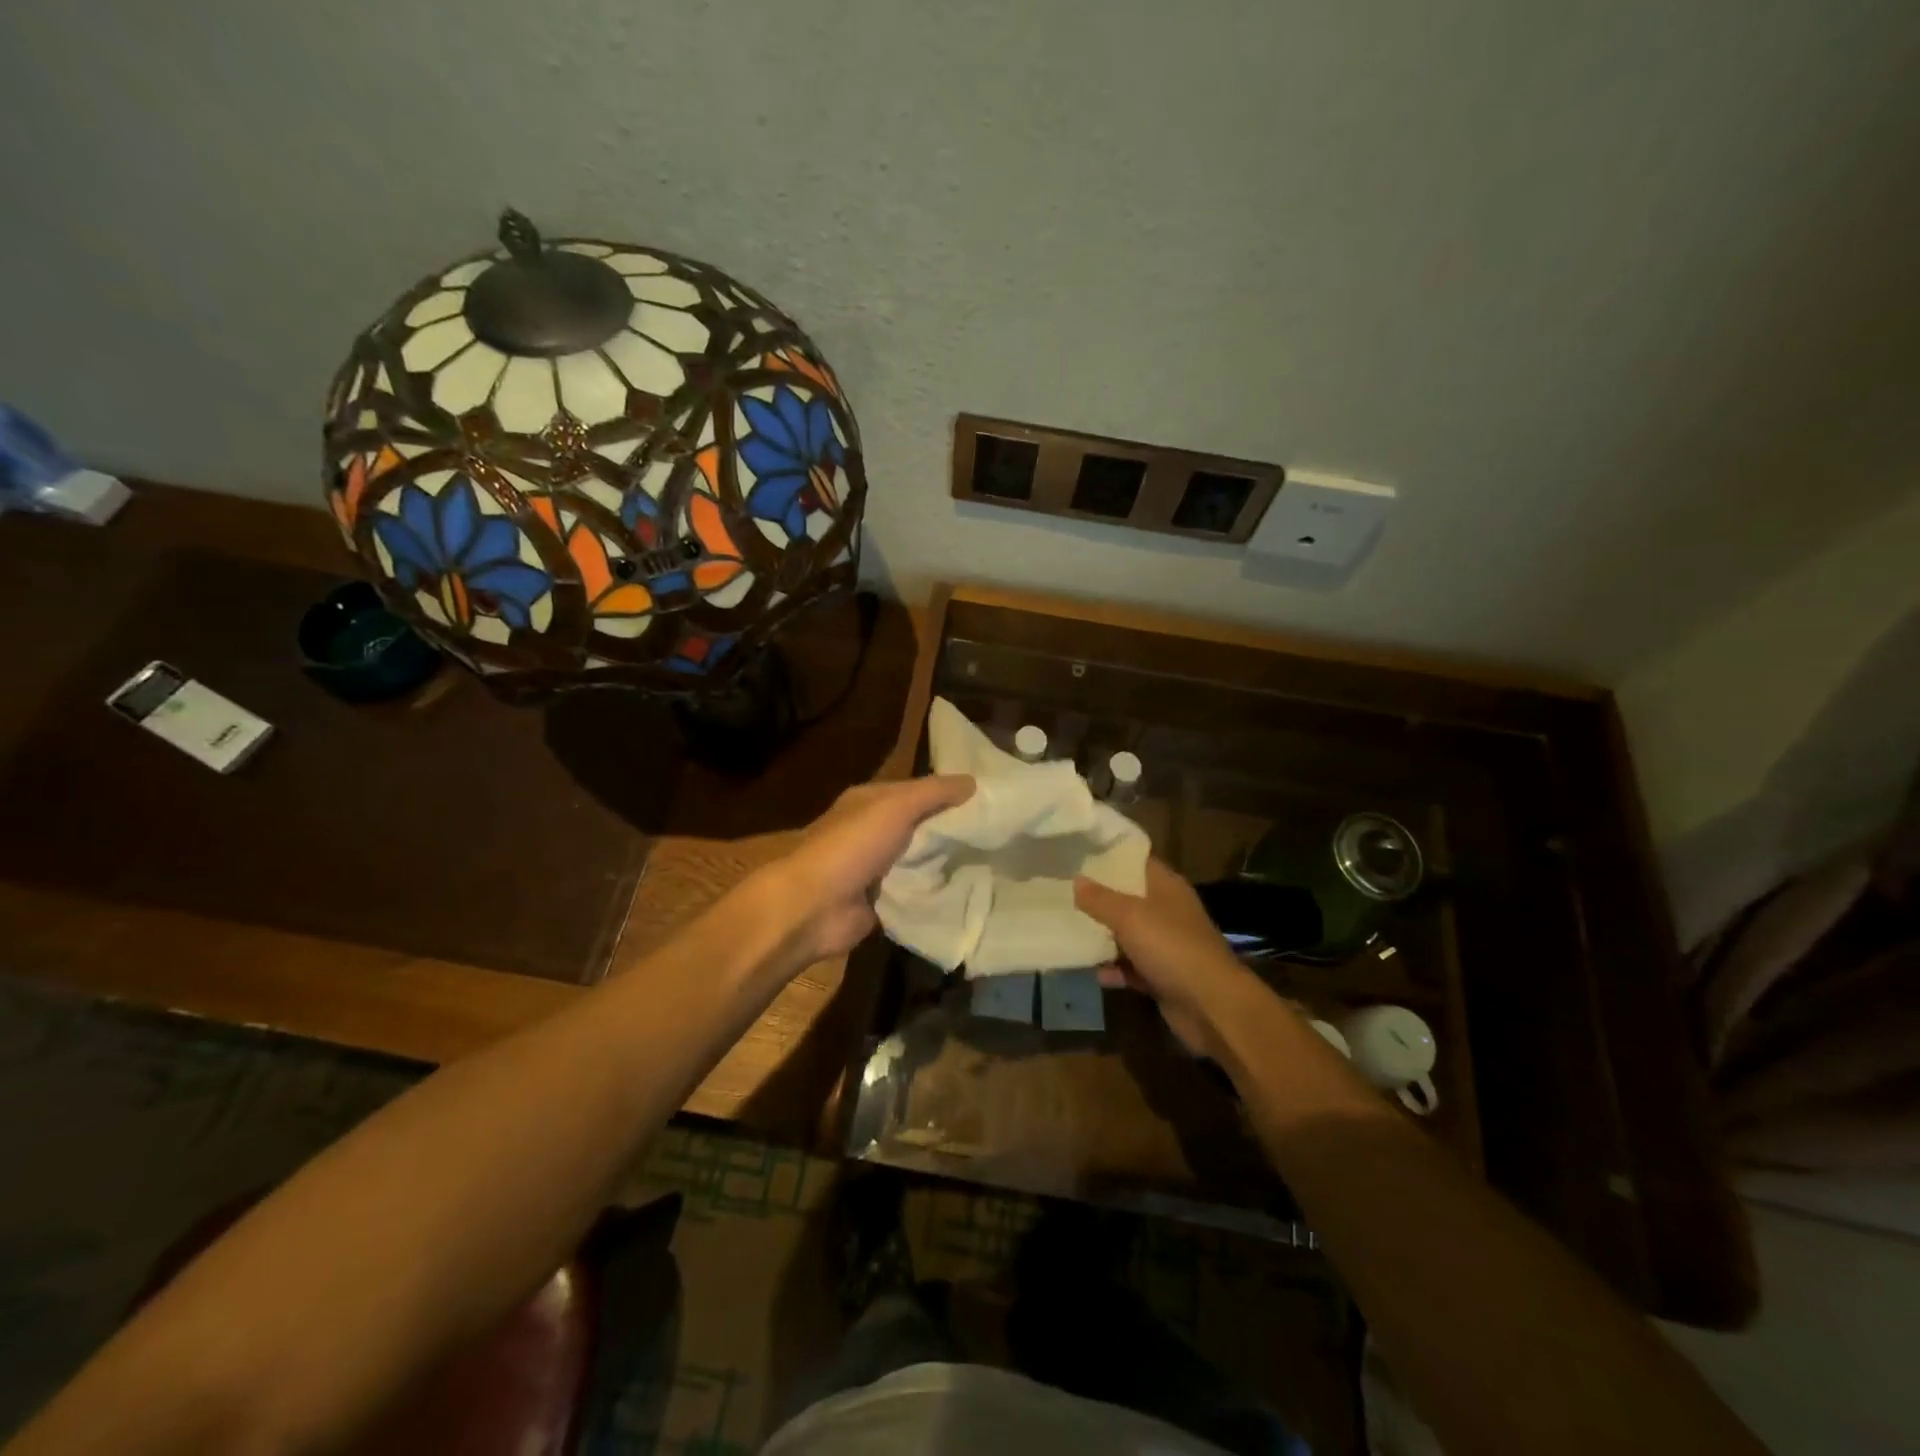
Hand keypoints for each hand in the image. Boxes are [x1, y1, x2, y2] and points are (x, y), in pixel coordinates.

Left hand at [764, 774, 975, 964]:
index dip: (951, 793)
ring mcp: (876, 868)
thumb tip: (974, 781)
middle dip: (954, 829)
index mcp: (870, 801)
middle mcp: (873, 831)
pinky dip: (936, 890)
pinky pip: (917, 890)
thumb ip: (934, 792)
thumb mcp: (896, 806)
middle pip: (922, 825)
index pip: (918, 790)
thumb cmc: (852, 846)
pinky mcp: (882, 901)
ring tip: (994, 861)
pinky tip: (969, 889)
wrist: (814, 906)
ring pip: (922, 859)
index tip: (991, 799)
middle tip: (1000, 833)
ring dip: (948, 861)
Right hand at [1075, 858, 1269, 1057]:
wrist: (1211, 1006)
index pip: (1136, 861)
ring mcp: (1166, 945)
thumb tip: (1076, 880)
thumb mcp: (1130, 917)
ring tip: (1067, 932)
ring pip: (1127, 935)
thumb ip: (1100, 899)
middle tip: (1062, 893)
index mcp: (1166, 887)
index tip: (1077, 855)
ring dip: (1103, 938)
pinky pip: (1131, 967)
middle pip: (1128, 898)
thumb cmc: (1172, 947)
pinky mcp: (1162, 976)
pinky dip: (1114, 970)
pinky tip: (1092, 973)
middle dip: (1098, 899)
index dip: (1109, 857)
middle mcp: (1167, 911)